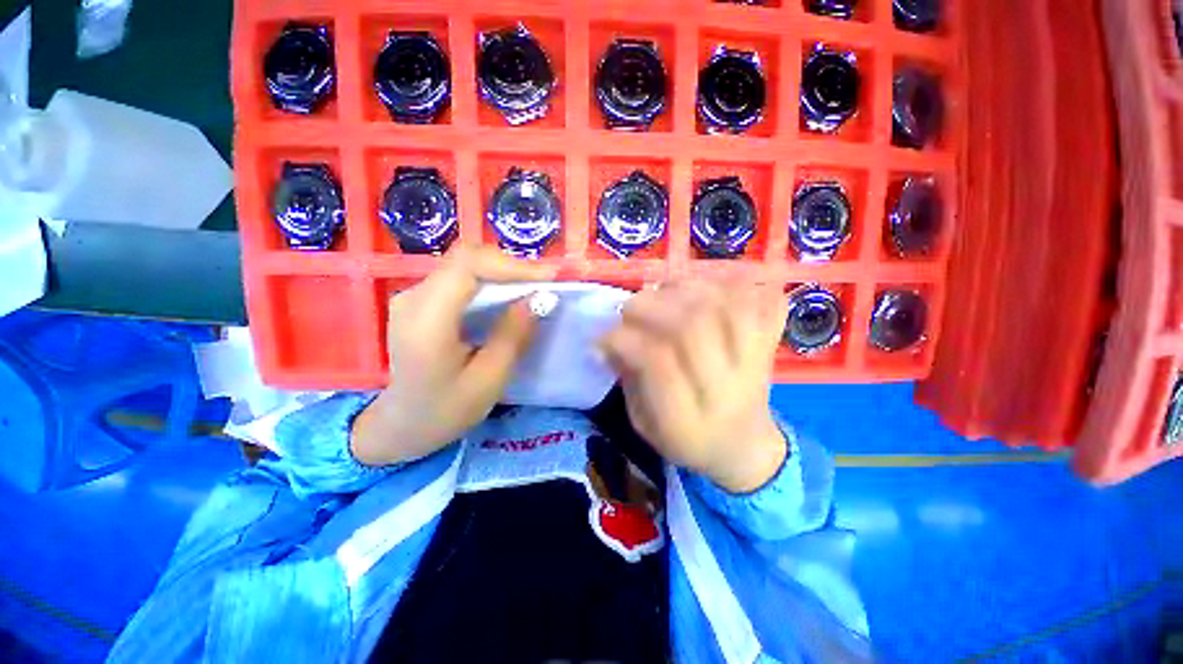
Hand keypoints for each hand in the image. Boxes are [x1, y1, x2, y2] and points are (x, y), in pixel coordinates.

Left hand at [351, 247, 555, 466]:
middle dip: (511, 265)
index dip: (511, 265)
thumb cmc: (446, 410)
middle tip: (545, 281)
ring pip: (464, 264)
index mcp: (426, 322)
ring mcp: (413, 296)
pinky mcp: (420, 299)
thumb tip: (540, 298)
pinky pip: (459, 277)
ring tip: (534, 285)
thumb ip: (513, 335)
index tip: (548, 277)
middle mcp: (413, 298)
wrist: (403, 423)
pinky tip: (508, 293)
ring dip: (502, 271)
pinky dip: (490, 279)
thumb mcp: (489, 380)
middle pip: (465, 259)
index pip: (467, 266)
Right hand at [600, 280, 788, 492]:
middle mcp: (726, 390)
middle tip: (629, 307)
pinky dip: (737, 285)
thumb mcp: (644, 424)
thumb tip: (608, 339)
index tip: (603, 337)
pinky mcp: (770, 349)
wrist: (745, 449)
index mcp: (688, 422)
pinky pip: (765, 305)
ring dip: (688, 288)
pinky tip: (708, 286)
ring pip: (728, 308)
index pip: (658, 364)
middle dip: (651, 306)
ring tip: (664, 291)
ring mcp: (755, 366)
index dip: (625, 340)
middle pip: (694, 327)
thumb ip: (628, 379)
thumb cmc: (686, 441)